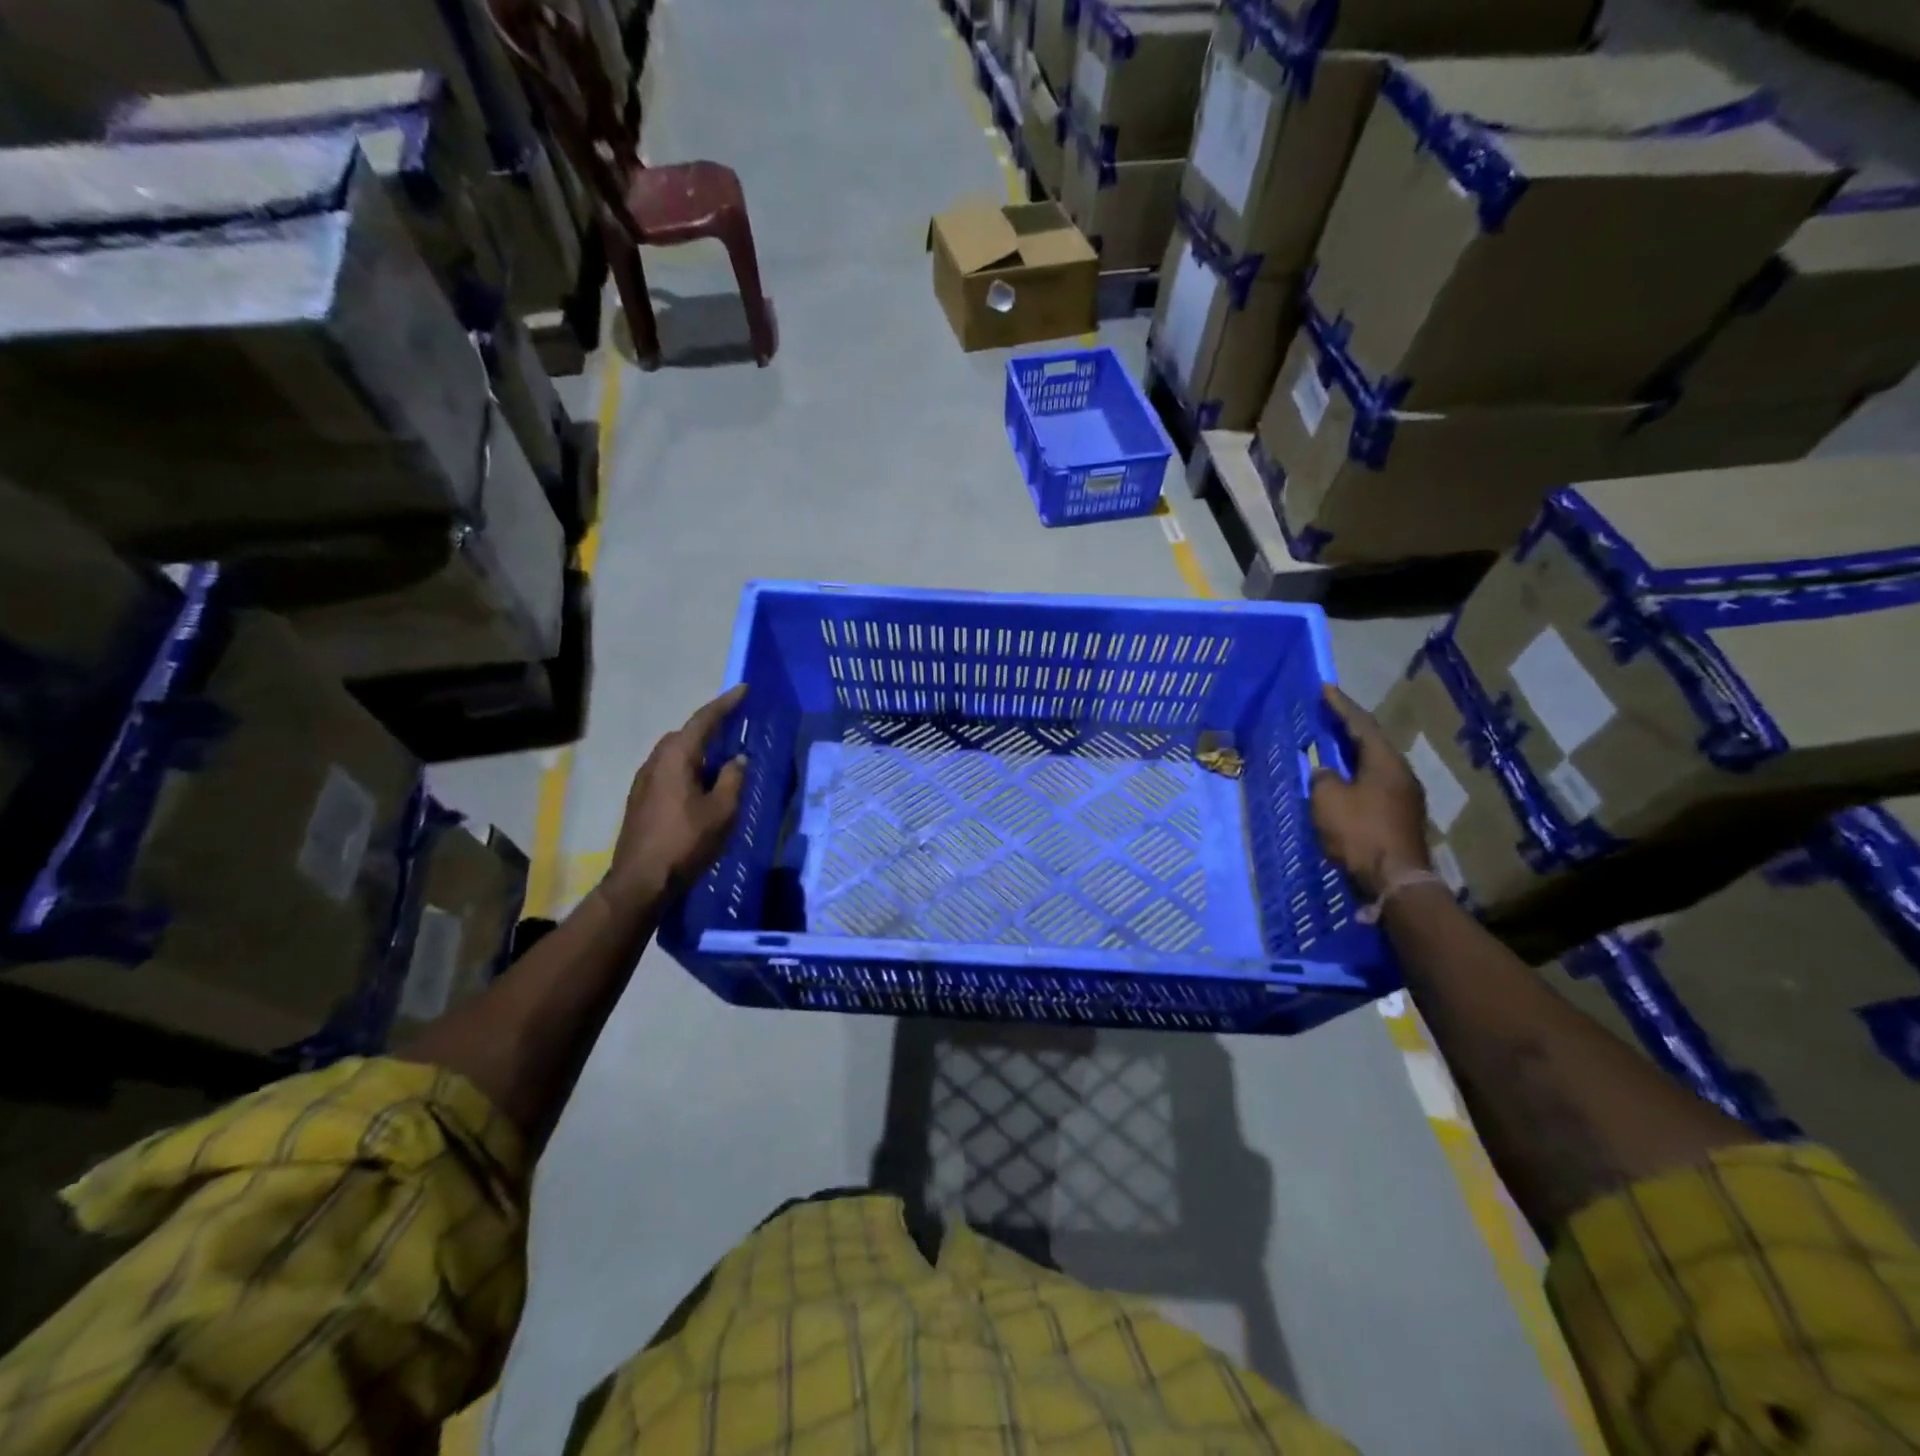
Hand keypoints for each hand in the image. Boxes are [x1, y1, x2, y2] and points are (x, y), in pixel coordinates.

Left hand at [603, 685, 747, 910]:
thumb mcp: (722, 811)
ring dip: (699, 750)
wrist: (641, 881)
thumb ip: (733, 779)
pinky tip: (703, 784)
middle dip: (710, 726)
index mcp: (676, 757)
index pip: (704, 720)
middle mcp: (656, 762)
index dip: (725, 704)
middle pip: (685, 734)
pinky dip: (689, 767)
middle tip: (736, 726)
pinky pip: (670, 770)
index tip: (744, 689)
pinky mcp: (641, 799)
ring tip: (723, 757)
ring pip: (676, 753)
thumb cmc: (685, 842)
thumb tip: (738, 759)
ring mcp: (644, 781)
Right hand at [1310, 684, 1431, 899]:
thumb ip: (1323, 777)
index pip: (1361, 724)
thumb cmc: (1358, 832)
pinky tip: (1342, 782)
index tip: (1325, 688)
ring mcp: (1404, 798)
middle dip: (1348, 728)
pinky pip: (1374, 785)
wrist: (1394, 880)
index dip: (1341, 705)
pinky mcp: (1400, 818)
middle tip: (1327, 714)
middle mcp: (1400, 774)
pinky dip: (1355, 776)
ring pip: (1374, 766)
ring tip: (1330, 747)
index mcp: (1385, 762)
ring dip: (1352, 754)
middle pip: (1371, 743)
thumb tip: (1326, 772)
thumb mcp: (1328, 799)